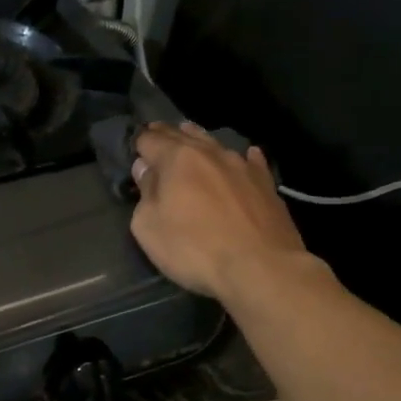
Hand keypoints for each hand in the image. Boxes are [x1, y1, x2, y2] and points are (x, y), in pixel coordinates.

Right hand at [130, 123, 319, 300]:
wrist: (260, 267)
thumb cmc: (194, 249)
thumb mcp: (149, 228)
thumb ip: (145, 194)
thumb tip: (146, 170)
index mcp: (177, 159)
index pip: (150, 140)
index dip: (139, 142)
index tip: (134, 145)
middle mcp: (210, 153)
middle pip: (182, 135)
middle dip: (166, 134)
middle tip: (156, 133)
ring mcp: (242, 165)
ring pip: (215, 143)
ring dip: (198, 140)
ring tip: (189, 135)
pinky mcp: (266, 184)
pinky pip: (251, 161)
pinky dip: (242, 157)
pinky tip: (246, 155)